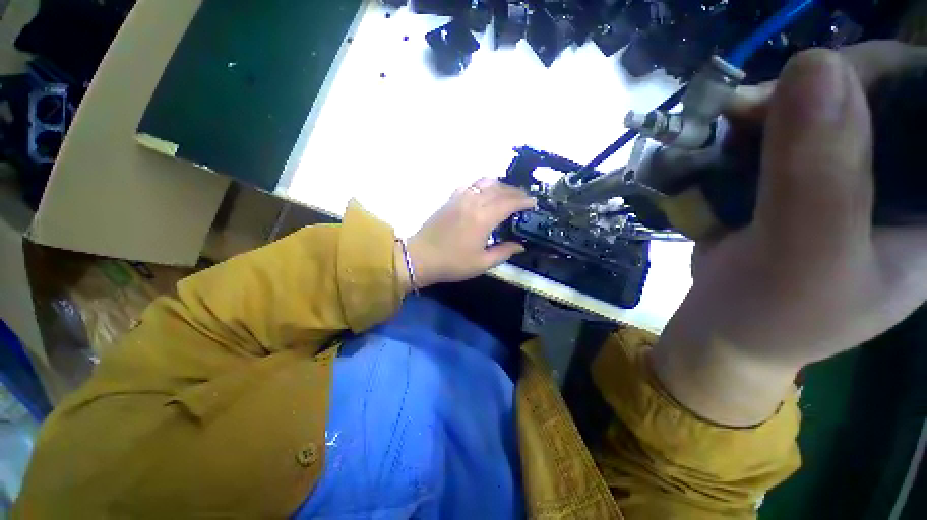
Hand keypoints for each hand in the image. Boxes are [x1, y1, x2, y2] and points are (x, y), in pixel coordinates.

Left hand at [402, 179, 535, 288]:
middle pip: (499, 189)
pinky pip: (469, 184)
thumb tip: (520, 246)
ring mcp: (460, 198)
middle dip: (515, 191)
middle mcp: (473, 202)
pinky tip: (484, 192)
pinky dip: (481, 185)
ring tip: (507, 193)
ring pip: (484, 182)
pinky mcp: (450, 199)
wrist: (421, 257)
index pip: (509, 203)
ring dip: (500, 185)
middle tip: (524, 198)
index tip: (533, 202)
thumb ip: (504, 252)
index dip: (523, 201)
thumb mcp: (482, 263)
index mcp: (483, 218)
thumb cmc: (452, 263)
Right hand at [652, 42, 926, 426]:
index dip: (890, 73)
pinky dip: (749, 122)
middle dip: (819, 86)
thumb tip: (809, 71)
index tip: (827, 82)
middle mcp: (900, 173)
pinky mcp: (797, 173)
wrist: (730, 328)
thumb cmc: (777, 314)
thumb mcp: (809, 253)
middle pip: (877, 88)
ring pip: (821, 99)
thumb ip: (823, 167)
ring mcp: (846, 169)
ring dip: (773, 104)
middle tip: (761, 109)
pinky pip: (781, 122)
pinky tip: (723, 141)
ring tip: (731, 128)